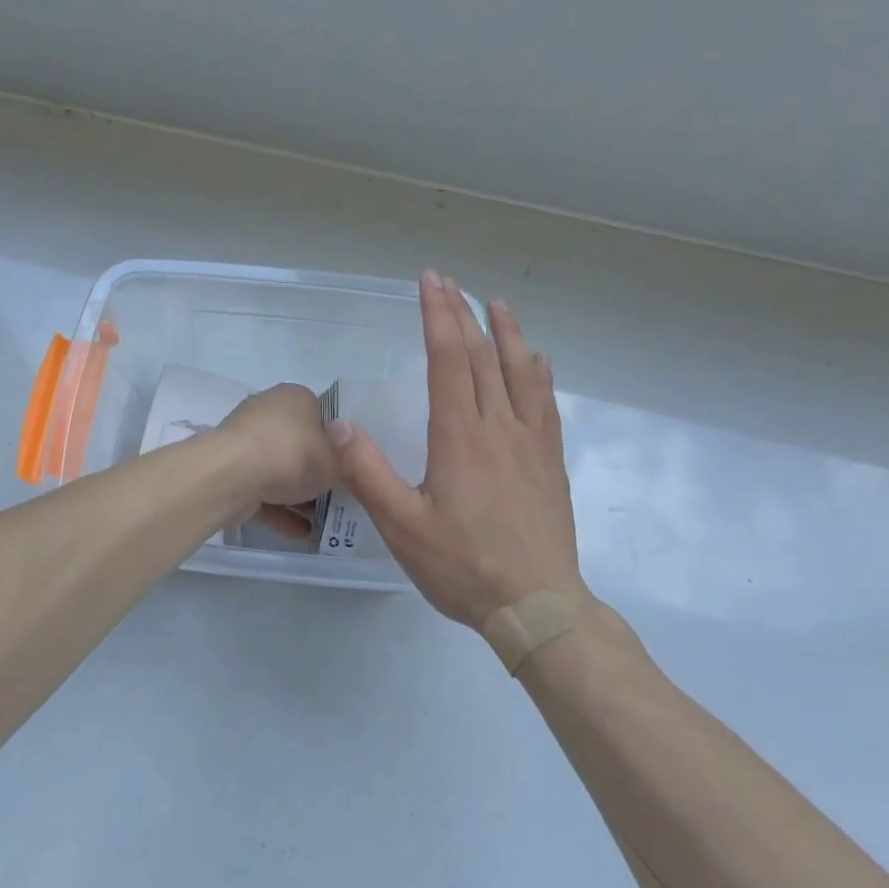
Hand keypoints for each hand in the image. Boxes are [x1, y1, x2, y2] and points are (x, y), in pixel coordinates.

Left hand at [218, 383, 340, 537]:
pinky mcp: (231, 469)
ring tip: (320, 522)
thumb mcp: (335, 460)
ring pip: (278, 468)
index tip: (346, 469)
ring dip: (296, 495)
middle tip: (335, 497)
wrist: (234, 475)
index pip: (322, 416)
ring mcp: (246, 440)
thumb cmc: (292, 456)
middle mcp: (268, 411)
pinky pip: (261, 488)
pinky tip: (299, 532)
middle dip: (314, 471)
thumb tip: (341, 447)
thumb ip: (342, 457)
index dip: (336, 444)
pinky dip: (278, 509)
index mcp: (295, 397)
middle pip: (299, 443)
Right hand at [330, 274, 586, 628]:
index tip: (430, 282)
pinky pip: (546, 403)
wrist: (539, 606)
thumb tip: (338, 423)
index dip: (438, 316)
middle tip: (450, 281)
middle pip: (482, 357)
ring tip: (497, 304)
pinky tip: (538, 362)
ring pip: (520, 373)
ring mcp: (531, 443)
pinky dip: (539, 374)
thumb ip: (368, 473)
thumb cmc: (464, 566)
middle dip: (463, 314)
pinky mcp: (550, 462)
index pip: (448, 360)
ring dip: (507, 333)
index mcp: (460, 436)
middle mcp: (499, 427)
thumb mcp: (402, 526)